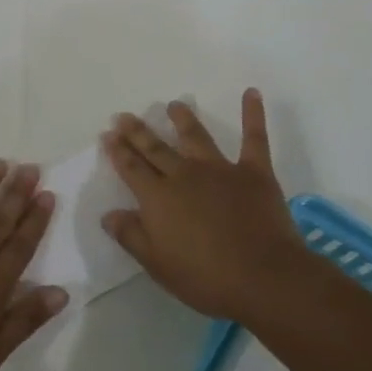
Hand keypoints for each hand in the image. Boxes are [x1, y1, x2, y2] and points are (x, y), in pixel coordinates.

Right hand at [100, 89, 305, 321]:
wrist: (263, 277)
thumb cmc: (206, 278)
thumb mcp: (157, 264)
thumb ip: (131, 236)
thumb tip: (108, 214)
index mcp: (158, 198)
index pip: (131, 169)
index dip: (118, 151)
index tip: (108, 135)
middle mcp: (184, 175)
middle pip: (156, 148)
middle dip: (138, 131)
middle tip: (124, 115)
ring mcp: (220, 170)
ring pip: (196, 137)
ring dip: (183, 119)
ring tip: (174, 105)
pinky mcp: (254, 172)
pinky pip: (254, 138)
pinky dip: (253, 114)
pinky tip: (251, 93)